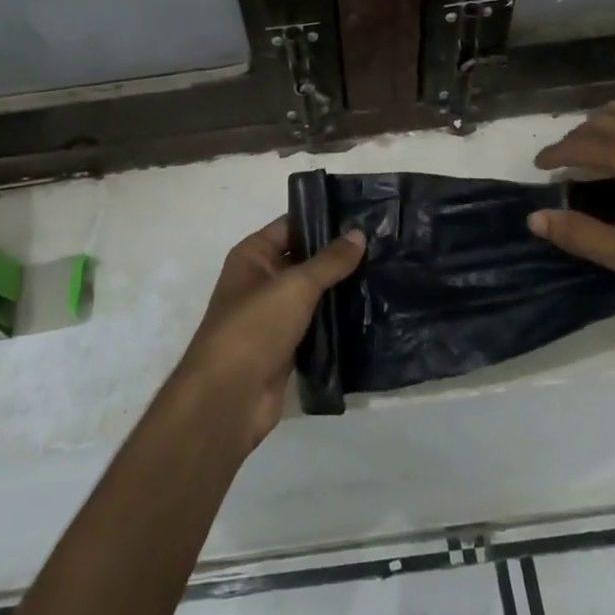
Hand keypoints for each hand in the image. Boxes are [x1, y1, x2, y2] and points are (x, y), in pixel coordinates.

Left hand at [175, 217, 365, 447]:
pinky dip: (337, 321)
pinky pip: (316, 325)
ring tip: (384, 274)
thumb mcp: (295, 286)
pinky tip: (369, 312)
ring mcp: (273, 316)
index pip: (292, 226)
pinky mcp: (286, 347)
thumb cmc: (255, 327)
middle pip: (304, 260)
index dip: (324, 220)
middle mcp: (261, 281)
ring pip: (313, 294)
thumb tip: (359, 233)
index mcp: (253, 256)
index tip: (364, 217)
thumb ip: (329, 261)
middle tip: (383, 246)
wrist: (229, 398)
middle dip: (338, 256)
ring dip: (341, 289)